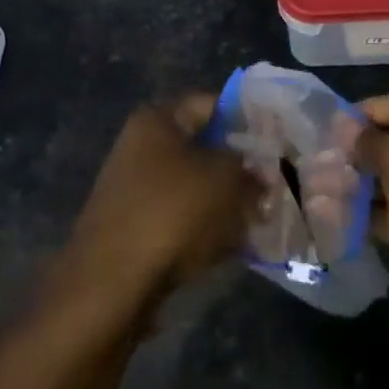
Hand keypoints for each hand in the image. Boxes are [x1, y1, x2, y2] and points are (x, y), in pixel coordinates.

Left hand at [68, 95, 255, 300]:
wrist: (111, 285)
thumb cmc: (171, 213)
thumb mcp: (224, 180)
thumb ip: (248, 169)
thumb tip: (259, 175)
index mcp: (157, 122)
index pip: (210, 104)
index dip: (245, 118)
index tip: (276, 140)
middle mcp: (142, 149)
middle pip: (203, 148)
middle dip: (239, 168)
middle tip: (274, 184)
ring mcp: (136, 191)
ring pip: (195, 188)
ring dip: (226, 203)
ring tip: (261, 218)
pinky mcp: (137, 230)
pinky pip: (182, 220)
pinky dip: (206, 230)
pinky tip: (236, 246)